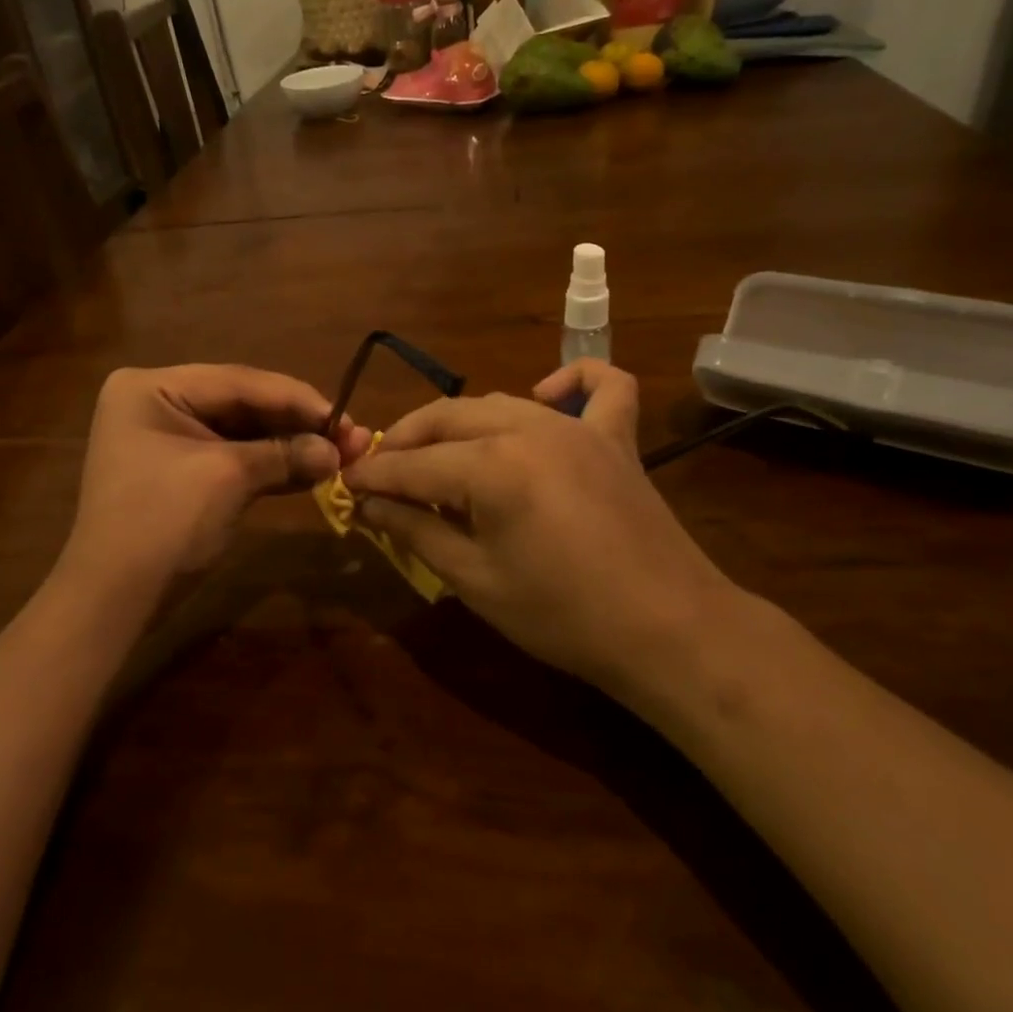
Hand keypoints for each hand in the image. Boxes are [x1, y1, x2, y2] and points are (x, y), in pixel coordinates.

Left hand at [60, 364, 371, 590]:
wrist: (115, 600)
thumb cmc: (163, 523)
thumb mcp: (228, 479)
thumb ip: (285, 455)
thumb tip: (338, 451)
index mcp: (153, 387)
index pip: (239, 382)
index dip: (296, 398)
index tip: (345, 417)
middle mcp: (159, 403)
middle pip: (243, 404)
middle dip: (297, 424)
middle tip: (351, 436)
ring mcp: (170, 439)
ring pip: (244, 433)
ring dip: (291, 446)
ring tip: (342, 454)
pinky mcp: (184, 472)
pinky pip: (235, 458)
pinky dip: (272, 466)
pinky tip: (312, 471)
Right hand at [343, 360, 741, 694]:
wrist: (667, 630)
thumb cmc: (562, 617)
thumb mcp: (475, 580)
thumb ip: (416, 531)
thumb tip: (370, 504)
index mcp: (491, 467)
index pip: (412, 464)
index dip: (373, 475)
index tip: (345, 484)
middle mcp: (528, 427)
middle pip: (446, 418)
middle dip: (406, 441)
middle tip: (382, 473)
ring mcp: (577, 426)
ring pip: (499, 402)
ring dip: (459, 423)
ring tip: (438, 457)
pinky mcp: (615, 437)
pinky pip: (599, 387)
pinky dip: (570, 381)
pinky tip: (544, 398)